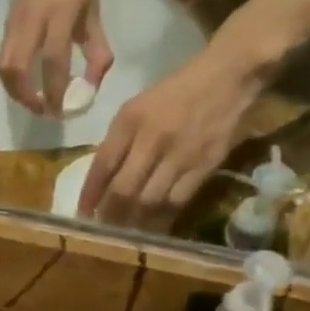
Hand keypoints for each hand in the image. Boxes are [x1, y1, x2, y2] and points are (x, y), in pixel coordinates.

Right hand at [0, 0, 114, 115]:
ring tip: (32, 102)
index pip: (53, 61)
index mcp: (58, 15)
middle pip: (16, 69)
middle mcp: (32, 22)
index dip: (55, 91)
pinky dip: (11, 80)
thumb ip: (96, 49)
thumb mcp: (93, 12)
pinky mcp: (6, 27)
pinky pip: (3, 60)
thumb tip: (94, 84)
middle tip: (43, 110)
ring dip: (15, 92)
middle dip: (26, 97)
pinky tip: (25, 86)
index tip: (60, 112)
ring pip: (4, 68)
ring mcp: (15, 24)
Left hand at [78, 19, 285, 225]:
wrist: (227, 77)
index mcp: (130, 120)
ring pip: (149, 201)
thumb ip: (118, 141)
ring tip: (124, 233)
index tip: (82, 213)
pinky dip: (161, 219)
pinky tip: (152, 228)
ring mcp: (180, 154)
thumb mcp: (137, 107)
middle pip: (124, 189)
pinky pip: (177, 202)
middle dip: (109, 214)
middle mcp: (152, 138)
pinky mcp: (204, 166)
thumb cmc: (175, 92)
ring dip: (133, 222)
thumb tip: (101, 181)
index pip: (102, 164)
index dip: (90, 193)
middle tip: (102, 229)